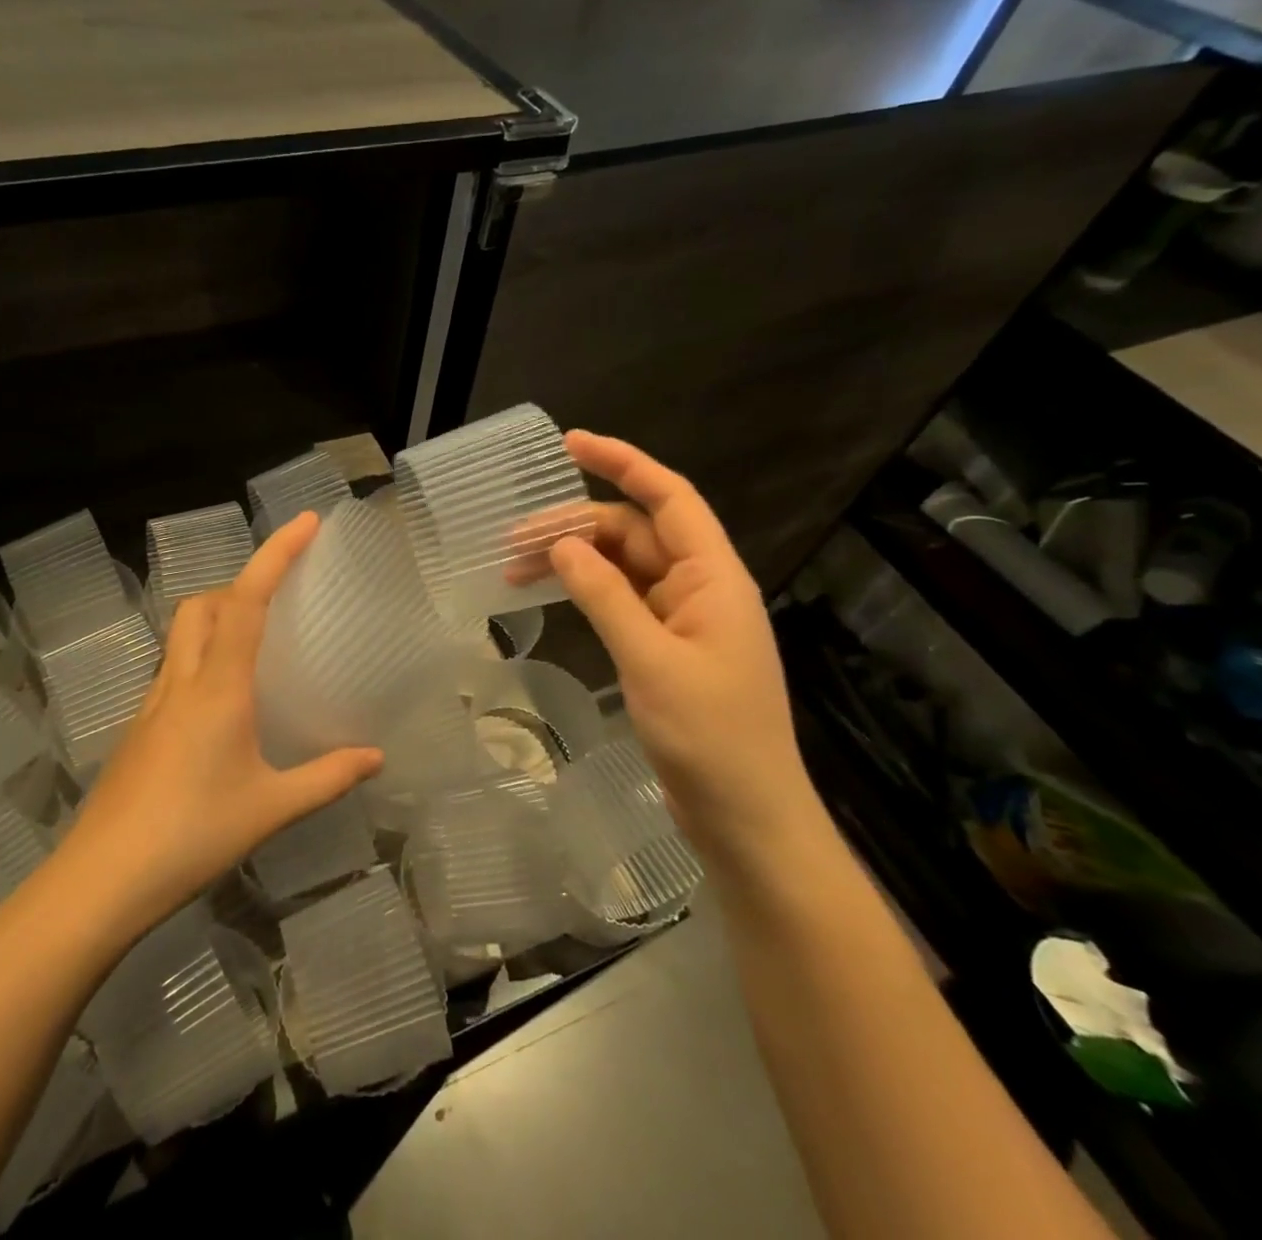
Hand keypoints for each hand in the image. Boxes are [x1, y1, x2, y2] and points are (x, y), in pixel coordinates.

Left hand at [61, 513, 383, 939]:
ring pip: (182, 635)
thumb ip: (327, 778)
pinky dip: (201, 658)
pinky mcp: (138, 729)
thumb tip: (376, 758)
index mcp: (218, 688)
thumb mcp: (270, 809)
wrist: (99, 881)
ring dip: (218, 618)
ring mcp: (152, 704)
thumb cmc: (191, 836)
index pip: (247, 601)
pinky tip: (223, 705)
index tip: (306, 522)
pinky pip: (173, 670)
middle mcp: (181, 682)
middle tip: (281, 600)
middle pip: (203, 605)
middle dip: (241, 584)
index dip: (276, 555)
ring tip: (258, 645)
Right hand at [548, 432, 818, 862]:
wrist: (747, 817)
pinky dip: (588, 593)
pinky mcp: (668, 649)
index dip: (623, 462)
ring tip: (517, 569)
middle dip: (576, 527)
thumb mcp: (652, 660)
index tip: (570, 444)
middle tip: (514, 541)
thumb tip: (563, 545)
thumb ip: (606, 596)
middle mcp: (700, 588)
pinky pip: (623, 601)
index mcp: (713, 578)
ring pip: (624, 568)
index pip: (669, 498)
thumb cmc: (710, 736)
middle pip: (635, 533)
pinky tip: (554, 595)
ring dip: (576, 561)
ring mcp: (683, 620)